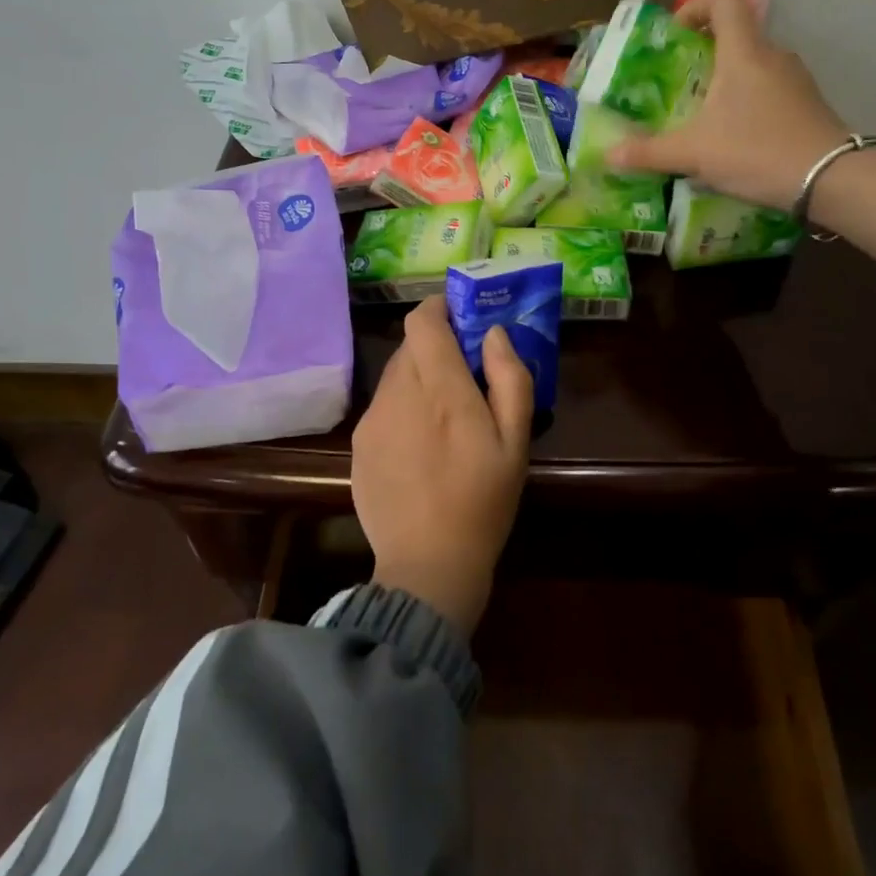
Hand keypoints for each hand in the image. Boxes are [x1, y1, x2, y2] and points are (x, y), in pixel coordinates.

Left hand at [350, 296, 533, 636]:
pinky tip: (420, 442)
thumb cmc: (483, 503)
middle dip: (436, 347)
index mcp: (441, 390)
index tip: (461, 317)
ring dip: (419, 377)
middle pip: (409, 346)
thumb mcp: (516, 443)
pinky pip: (383, 404)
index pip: (422, 322)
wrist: (427, 566)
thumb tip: (493, 334)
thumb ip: (510, 378)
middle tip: (464, 372)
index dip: (440, 309)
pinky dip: (403, 405)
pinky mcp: (359, 444)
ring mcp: (372, 419)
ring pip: (394, 375)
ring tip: (443, 413)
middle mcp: (398, 394)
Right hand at [608, 0, 850, 209]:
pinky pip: (770, 88)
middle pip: (737, 34)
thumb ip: (649, 152)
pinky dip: (749, 100)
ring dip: (728, 79)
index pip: (723, 0)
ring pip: (754, 64)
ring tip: (705, 115)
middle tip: (681, 83)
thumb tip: (610, 154)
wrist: (830, 179)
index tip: (676, 36)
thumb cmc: (757, 151)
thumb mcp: (694, 154)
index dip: (695, 7)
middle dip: (705, 53)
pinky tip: (736, 136)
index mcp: (743, 53)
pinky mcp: (808, 102)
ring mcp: (795, 78)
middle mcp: (772, 55)